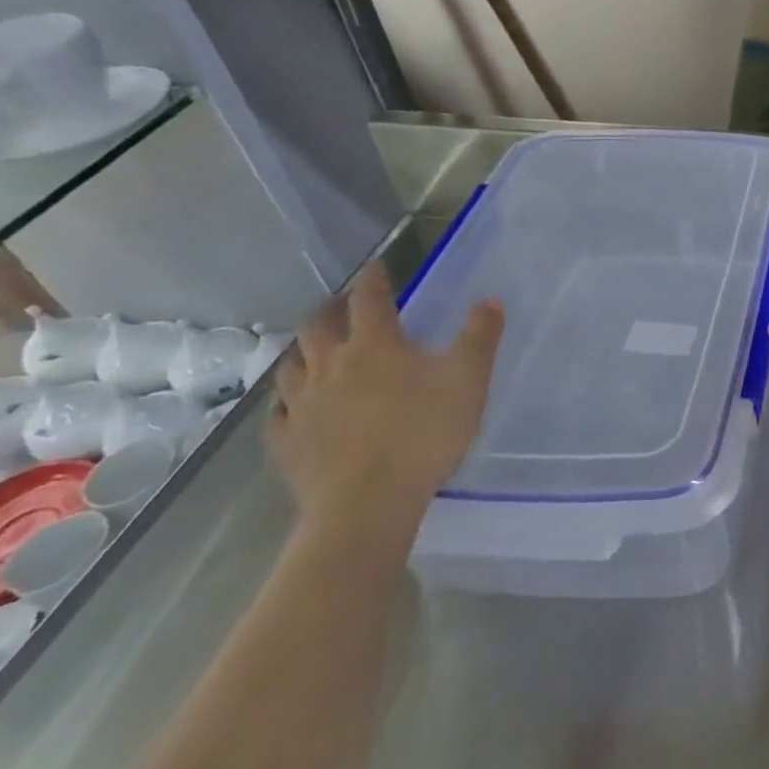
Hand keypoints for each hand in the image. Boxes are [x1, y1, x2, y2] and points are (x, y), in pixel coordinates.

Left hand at [269, 262, 504, 533]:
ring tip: (313, 350)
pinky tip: (292, 407)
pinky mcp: (288, 443)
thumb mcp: (469, 379)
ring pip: (291, 367)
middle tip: (340, 305)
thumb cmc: (424, 432)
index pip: (369, 300)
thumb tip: (490, 299)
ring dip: (303, 352)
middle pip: (318, 327)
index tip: (375, 266)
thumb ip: (480, 336)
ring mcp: (302, 406)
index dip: (373, 279)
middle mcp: (331, 366)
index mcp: (375, 346)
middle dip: (330, 310)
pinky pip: (278, 414)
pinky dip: (286, 402)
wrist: (368, 503)